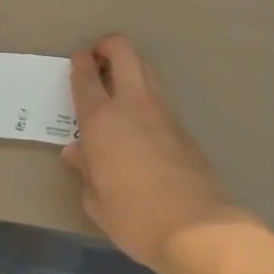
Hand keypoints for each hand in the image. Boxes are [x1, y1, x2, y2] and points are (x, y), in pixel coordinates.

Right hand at [63, 35, 243, 270]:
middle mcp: (131, 103)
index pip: (86, 74)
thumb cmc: (134, 216)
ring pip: (145, 67)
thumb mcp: (96, 200)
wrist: (196, 227)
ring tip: (118, 88)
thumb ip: (85, 169)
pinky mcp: (182, 124)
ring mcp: (161, 110)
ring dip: (130, 66)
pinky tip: (140, 120)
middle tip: (99, 62)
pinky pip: (159, 94)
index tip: (77, 64)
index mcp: (101, 118)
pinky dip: (145, 94)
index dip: (79, 62)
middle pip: (123, 50)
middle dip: (108, 46)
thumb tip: (76, 150)